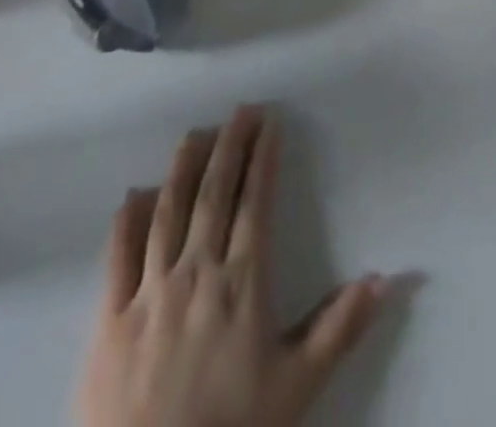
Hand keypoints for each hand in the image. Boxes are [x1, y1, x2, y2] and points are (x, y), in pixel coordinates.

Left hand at [77, 106, 388, 426]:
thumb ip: (340, 327)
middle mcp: (196, 271)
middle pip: (214, 193)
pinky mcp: (110, 318)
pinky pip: (119, 255)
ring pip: (168, 210)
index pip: (254, 201)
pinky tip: (137, 193)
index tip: (270, 123)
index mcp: (242, 282)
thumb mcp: (297, 387)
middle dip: (230, 145)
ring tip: (197, 133)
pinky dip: (129, 219)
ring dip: (184, 166)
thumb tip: (385, 277)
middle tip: (242, 109)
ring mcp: (150, 291)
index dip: (263, 158)